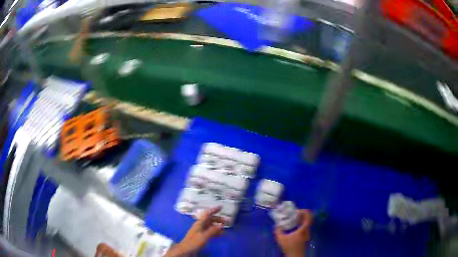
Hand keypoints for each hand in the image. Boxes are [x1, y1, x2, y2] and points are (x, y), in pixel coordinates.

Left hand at [165, 207, 224, 256]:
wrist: (185, 250)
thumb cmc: (194, 242)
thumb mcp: (204, 236)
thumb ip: (212, 230)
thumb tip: (221, 225)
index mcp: (199, 223)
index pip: (207, 214)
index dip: (214, 210)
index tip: (221, 207)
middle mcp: (200, 225)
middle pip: (209, 219)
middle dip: (218, 219)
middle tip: (226, 221)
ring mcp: (200, 231)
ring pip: (210, 226)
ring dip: (217, 225)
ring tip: (225, 228)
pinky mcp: (201, 236)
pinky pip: (210, 232)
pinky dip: (215, 232)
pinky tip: (220, 234)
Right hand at [274, 209, 312, 256]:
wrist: (295, 255)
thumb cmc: (289, 247)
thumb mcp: (281, 239)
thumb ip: (278, 231)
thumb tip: (276, 225)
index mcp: (302, 230)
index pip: (308, 219)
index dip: (306, 213)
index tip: (300, 210)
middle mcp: (307, 231)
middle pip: (309, 220)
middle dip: (305, 214)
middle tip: (298, 212)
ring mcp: (308, 234)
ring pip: (308, 223)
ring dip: (304, 219)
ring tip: (297, 217)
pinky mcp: (306, 236)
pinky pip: (307, 226)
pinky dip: (303, 223)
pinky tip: (297, 224)